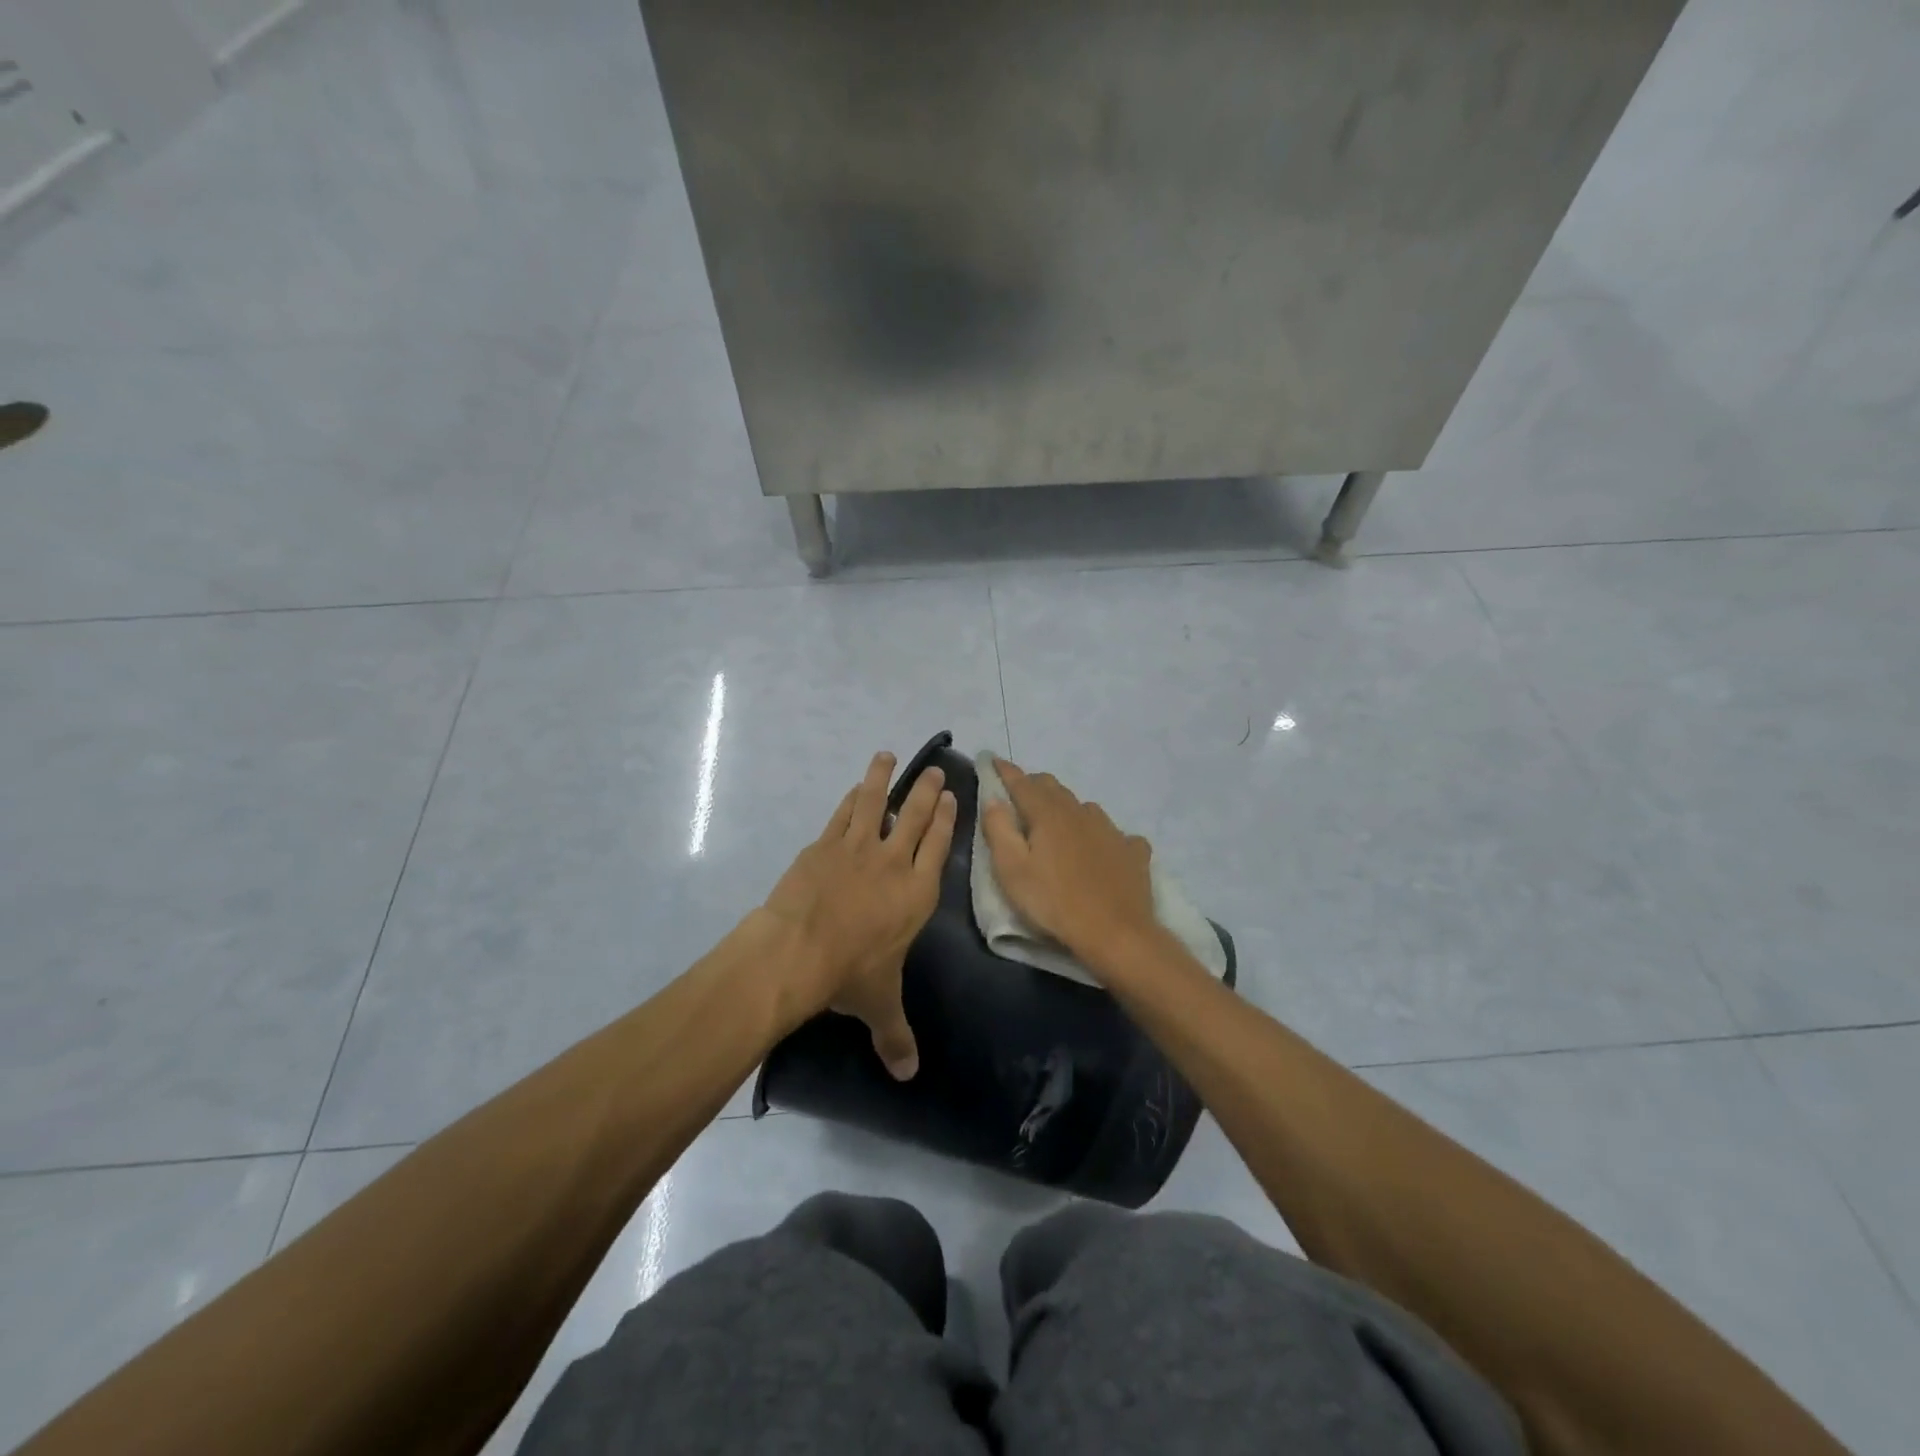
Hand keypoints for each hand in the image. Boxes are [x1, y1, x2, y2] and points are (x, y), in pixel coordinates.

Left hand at [761, 751, 956, 1078]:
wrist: (798, 950)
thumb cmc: (849, 974)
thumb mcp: (878, 1004)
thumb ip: (896, 1036)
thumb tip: (908, 1076)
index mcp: (917, 893)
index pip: (938, 847)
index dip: (947, 821)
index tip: (952, 799)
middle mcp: (894, 863)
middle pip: (917, 817)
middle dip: (928, 792)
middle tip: (935, 771)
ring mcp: (858, 848)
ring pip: (877, 803)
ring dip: (884, 779)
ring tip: (887, 756)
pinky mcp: (825, 844)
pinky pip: (843, 814)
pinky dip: (851, 798)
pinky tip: (855, 787)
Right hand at [981, 757, 1160, 969]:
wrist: (1115, 933)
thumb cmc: (1054, 902)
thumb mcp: (1012, 870)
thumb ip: (998, 829)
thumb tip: (993, 798)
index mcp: (1048, 814)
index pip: (1022, 783)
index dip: (1005, 771)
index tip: (993, 760)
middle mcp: (1081, 812)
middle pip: (1054, 788)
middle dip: (1033, 786)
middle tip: (1019, 797)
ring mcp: (1111, 830)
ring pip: (1084, 807)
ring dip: (1067, 809)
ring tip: (1058, 824)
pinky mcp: (1133, 851)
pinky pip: (1116, 834)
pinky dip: (1102, 836)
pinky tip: (1103, 849)